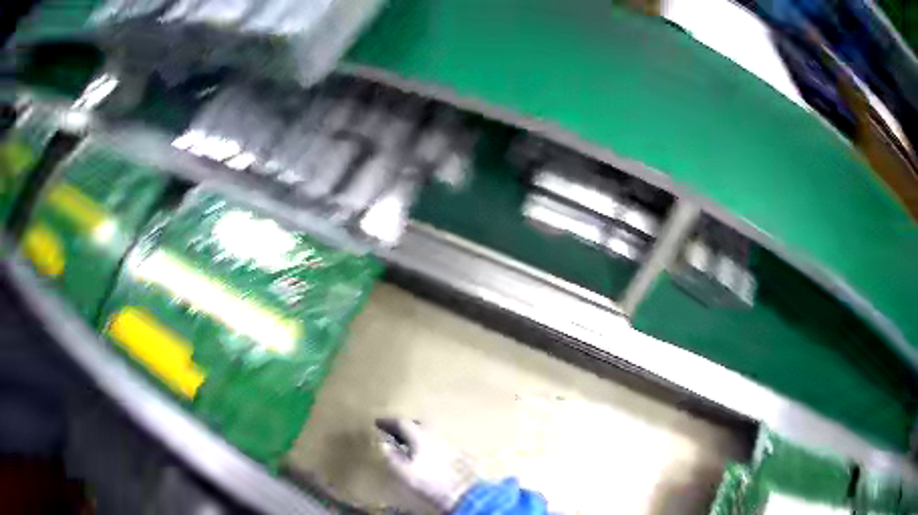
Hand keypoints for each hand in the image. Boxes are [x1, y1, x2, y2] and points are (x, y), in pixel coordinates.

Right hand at [375, 418, 478, 510]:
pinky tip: (420, 453)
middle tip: (391, 431)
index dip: (388, 422)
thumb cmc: (429, 481)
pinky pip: (434, 442)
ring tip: (404, 443)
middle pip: (417, 424)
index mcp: (420, 436)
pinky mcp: (453, 453)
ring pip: (427, 433)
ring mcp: (446, 444)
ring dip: (414, 434)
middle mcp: (434, 435)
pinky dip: (423, 443)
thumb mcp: (404, 471)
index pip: (402, 422)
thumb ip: (392, 456)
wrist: (461, 492)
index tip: (377, 422)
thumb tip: (383, 444)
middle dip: (403, 426)